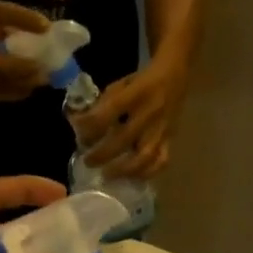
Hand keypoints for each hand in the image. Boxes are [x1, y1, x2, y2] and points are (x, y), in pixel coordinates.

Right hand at [0, 0, 52, 102]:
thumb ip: (19, 17)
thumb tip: (47, 26)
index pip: (4, 69)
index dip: (25, 70)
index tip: (43, 65)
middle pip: (5, 85)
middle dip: (28, 81)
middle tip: (47, 75)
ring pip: (2, 93)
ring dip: (22, 89)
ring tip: (38, 80)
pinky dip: (12, 92)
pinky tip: (23, 85)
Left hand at [71, 60, 185, 177]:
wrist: (174, 76)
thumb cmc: (141, 82)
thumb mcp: (120, 84)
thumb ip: (103, 104)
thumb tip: (80, 124)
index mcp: (135, 94)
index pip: (108, 113)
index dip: (90, 126)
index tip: (77, 132)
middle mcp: (149, 113)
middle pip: (123, 139)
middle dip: (102, 154)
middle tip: (87, 162)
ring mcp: (161, 129)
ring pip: (144, 157)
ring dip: (123, 170)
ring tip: (107, 175)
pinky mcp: (170, 140)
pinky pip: (160, 162)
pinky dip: (146, 172)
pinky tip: (131, 176)